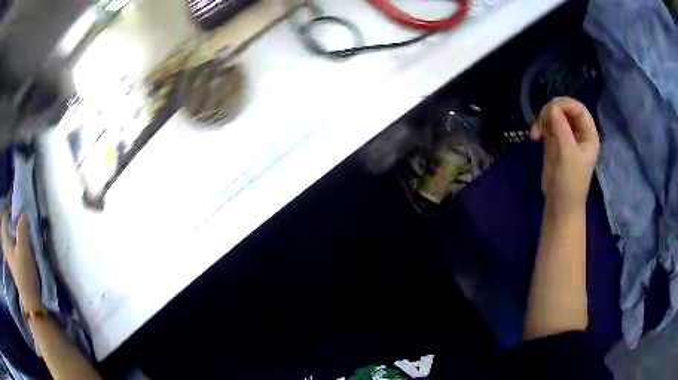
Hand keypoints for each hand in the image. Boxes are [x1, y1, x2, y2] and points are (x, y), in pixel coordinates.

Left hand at [2, 209, 41, 310]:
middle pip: (6, 230)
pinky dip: (16, 245)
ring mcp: (11, 261)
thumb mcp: (23, 247)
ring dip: (13, 234)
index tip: (14, 208)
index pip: (4, 220)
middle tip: (17, 218)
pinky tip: (22, 249)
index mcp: (6, 241)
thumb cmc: (24, 272)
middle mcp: (7, 249)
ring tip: (21, 232)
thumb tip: (23, 213)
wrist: (31, 302)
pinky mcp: (16, 269)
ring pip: (9, 241)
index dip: (7, 211)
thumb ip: (22, 227)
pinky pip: (13, 250)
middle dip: (10, 223)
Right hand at [531, 97, 599, 215]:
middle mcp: (578, 132)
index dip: (565, 104)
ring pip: (554, 115)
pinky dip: (539, 127)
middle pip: (565, 109)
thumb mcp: (568, 154)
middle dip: (551, 111)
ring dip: (543, 119)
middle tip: (541, 121)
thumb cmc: (570, 182)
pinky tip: (535, 137)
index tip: (550, 110)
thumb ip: (561, 128)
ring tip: (536, 133)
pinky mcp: (555, 141)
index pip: (578, 109)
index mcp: (588, 134)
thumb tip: (551, 107)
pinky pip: (547, 125)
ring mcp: (566, 136)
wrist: (560, 205)